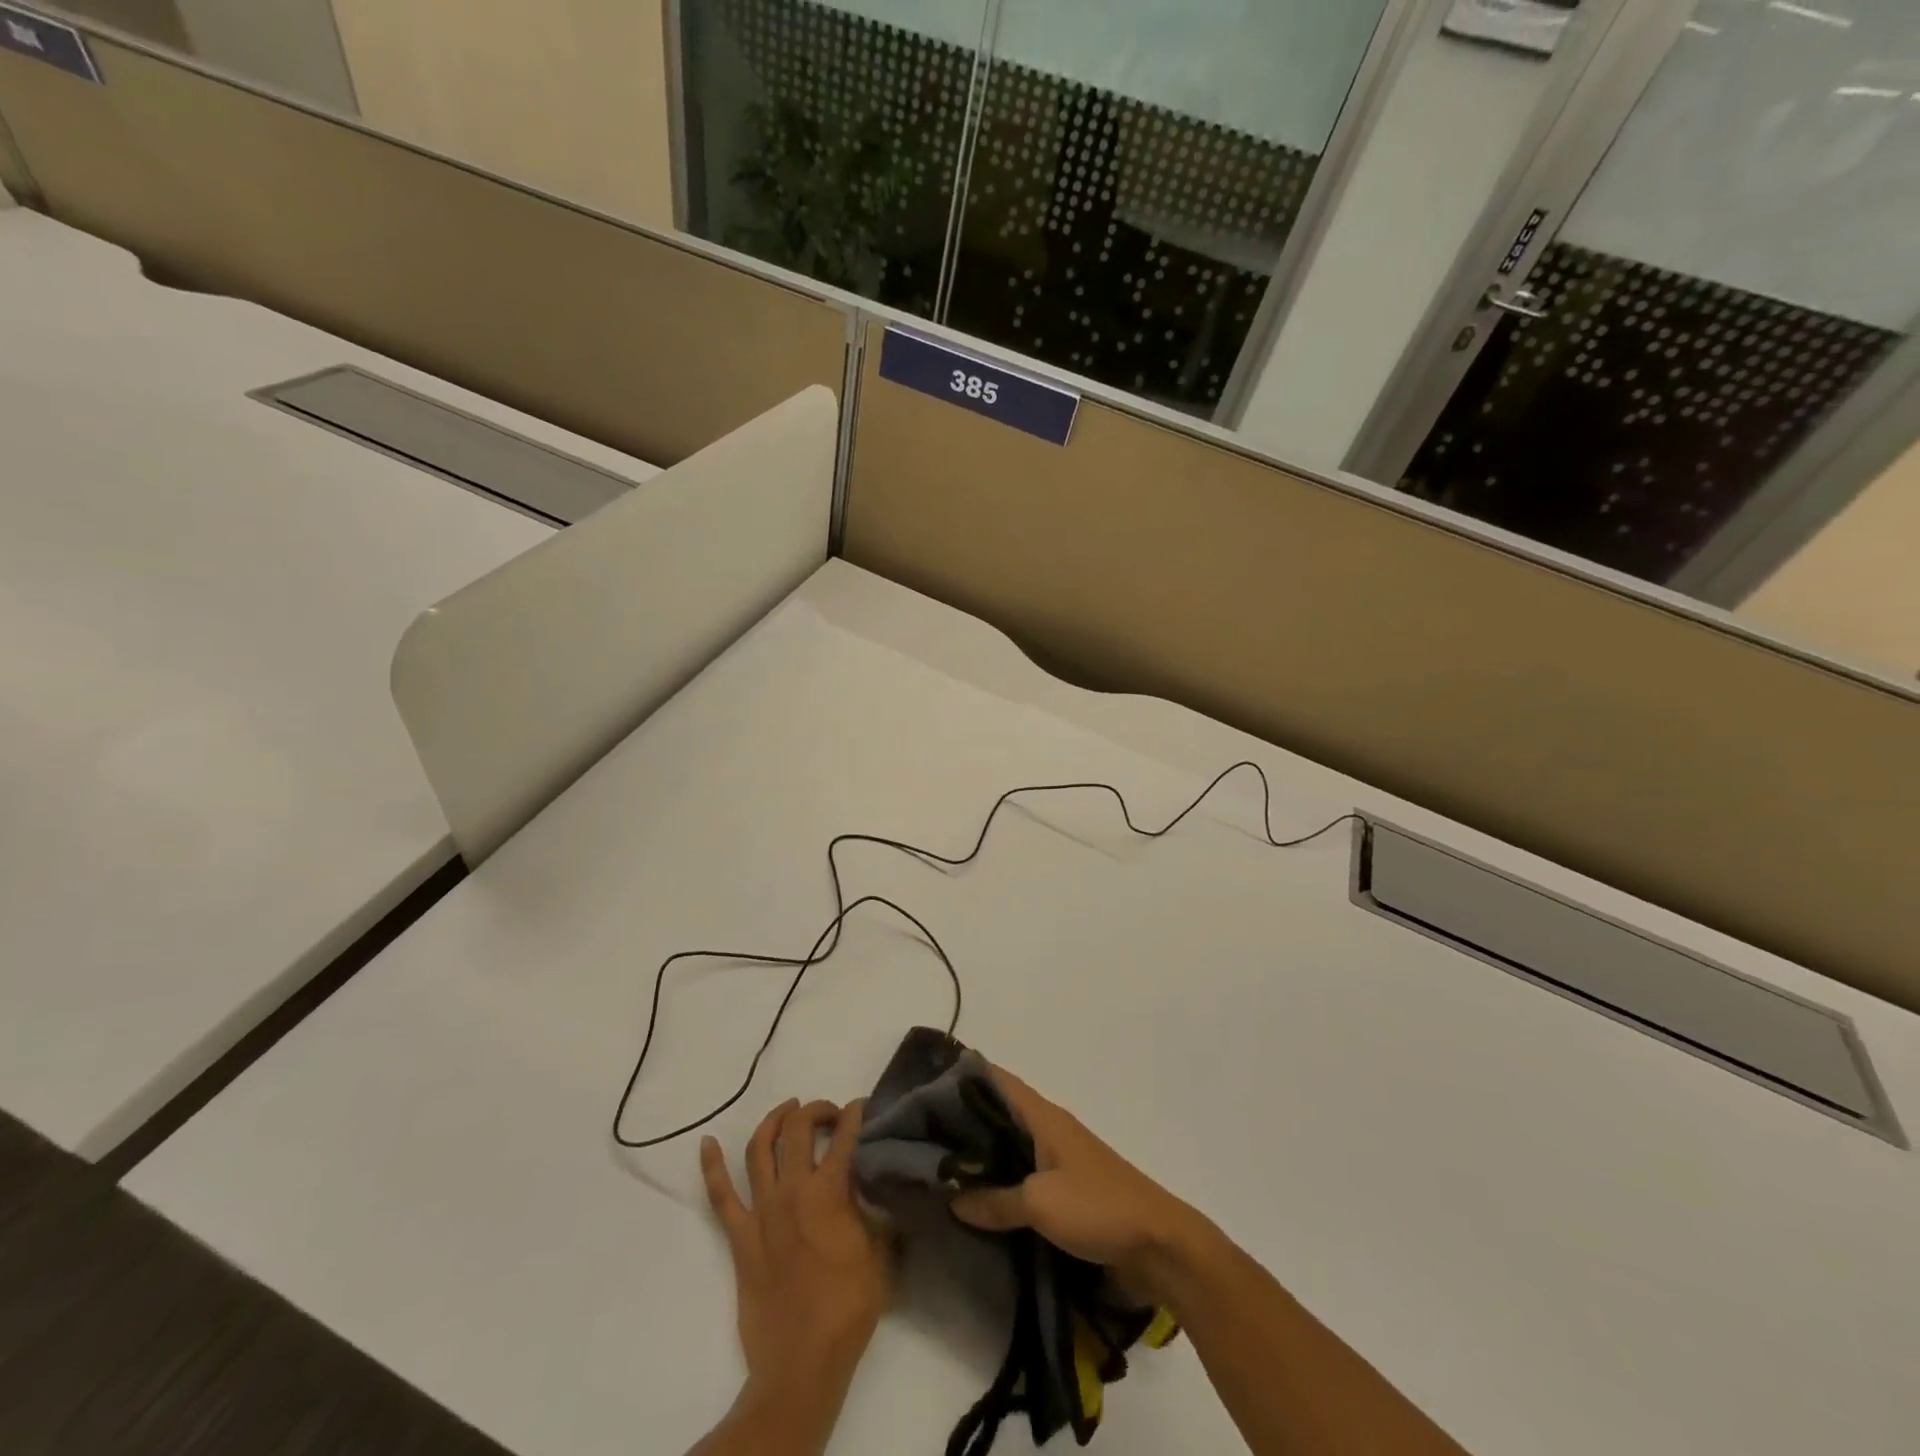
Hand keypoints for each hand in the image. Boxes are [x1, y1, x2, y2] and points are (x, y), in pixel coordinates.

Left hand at [701, 1099, 891, 1407]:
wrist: (802, 1363)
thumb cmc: (848, 1308)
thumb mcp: (881, 1253)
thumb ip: (877, 1213)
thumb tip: (879, 1190)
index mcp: (830, 1191)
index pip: (844, 1135)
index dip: (855, 1114)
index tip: (861, 1107)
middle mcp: (793, 1190)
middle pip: (798, 1128)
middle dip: (815, 1110)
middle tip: (829, 1114)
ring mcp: (762, 1211)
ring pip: (760, 1149)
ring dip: (774, 1121)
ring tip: (788, 1110)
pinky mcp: (740, 1236)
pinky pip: (720, 1196)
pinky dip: (712, 1166)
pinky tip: (707, 1143)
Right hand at [950, 1066, 1207, 1301]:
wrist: (1158, 1245)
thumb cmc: (1098, 1207)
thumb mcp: (1040, 1204)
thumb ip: (995, 1200)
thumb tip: (952, 1198)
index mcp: (1044, 1117)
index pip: (1000, 1080)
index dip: (967, 1073)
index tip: (930, 1076)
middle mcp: (1050, 1130)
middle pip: (1000, 1112)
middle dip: (964, 1116)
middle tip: (921, 1125)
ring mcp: (1059, 1160)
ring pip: (1010, 1145)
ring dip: (981, 1150)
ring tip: (939, 1160)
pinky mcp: (1067, 1190)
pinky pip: (1023, 1174)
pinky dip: (1000, 1177)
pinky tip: (978, 1195)